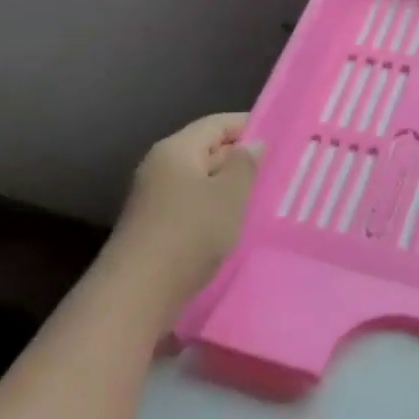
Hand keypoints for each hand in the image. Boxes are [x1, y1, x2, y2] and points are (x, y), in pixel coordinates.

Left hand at [110, 113, 260, 319]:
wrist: (137, 294)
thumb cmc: (188, 234)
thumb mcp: (229, 196)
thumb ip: (245, 165)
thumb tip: (252, 144)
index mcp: (176, 149)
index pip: (218, 123)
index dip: (250, 126)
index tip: (282, 138)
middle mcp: (160, 167)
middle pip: (207, 150)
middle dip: (241, 159)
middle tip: (279, 171)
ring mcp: (154, 198)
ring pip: (201, 181)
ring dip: (229, 188)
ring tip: (263, 199)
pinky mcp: (155, 227)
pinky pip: (193, 206)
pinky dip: (215, 210)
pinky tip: (235, 225)